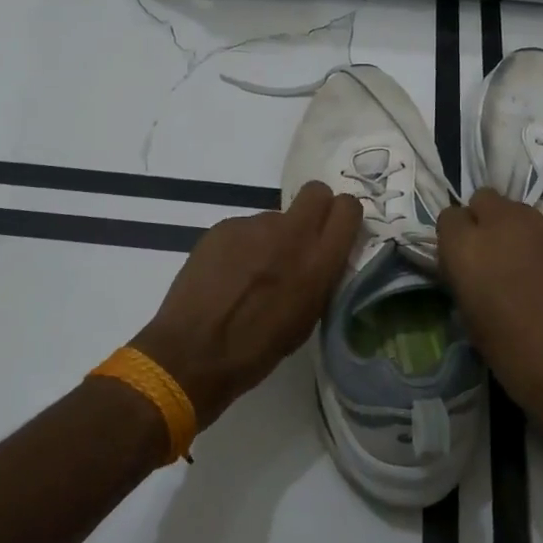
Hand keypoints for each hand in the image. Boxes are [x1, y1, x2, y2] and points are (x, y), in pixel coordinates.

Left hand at [132, 181, 360, 430]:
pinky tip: (227, 274)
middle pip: (315, 191)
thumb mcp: (307, 318)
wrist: (193, 351)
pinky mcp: (224, 226)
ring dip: (272, 237)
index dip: (343, 215)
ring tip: (251, 273)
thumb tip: (320, 256)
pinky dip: (242, 245)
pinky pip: (245, 228)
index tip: (335, 230)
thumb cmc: (257, 350)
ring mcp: (254, 225)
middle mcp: (291, 234)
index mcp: (319, 261)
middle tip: (301, 236)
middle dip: (314, 207)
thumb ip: (320, 277)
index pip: (348, 208)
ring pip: (275, 216)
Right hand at [437, 188, 542, 472]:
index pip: (448, 218)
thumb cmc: (521, 360)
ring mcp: (540, 226)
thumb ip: (466, 286)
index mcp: (467, 248)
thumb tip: (469, 274)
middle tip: (488, 259)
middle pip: (483, 200)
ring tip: (517, 266)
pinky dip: (536, 242)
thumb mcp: (475, 327)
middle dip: (481, 221)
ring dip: (510, 229)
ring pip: (514, 209)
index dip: (453, 241)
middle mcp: (501, 224)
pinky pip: (541, 227)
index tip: (460, 266)